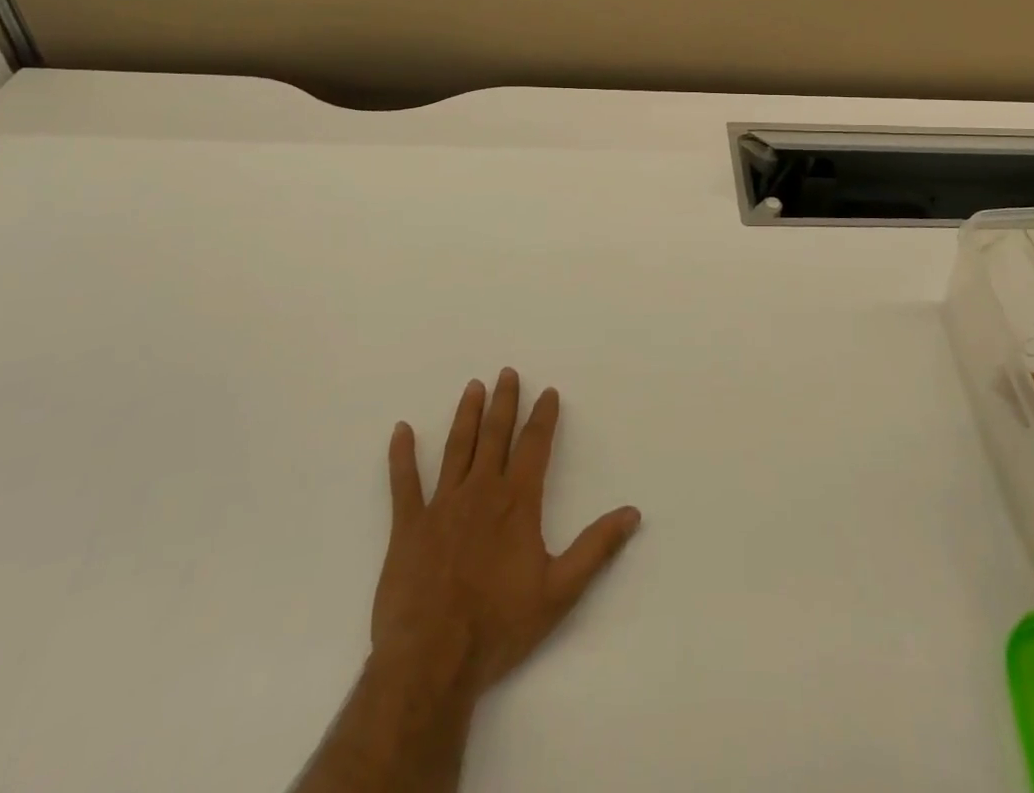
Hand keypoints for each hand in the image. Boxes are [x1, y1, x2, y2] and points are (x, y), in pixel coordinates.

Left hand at [370, 369, 641, 702]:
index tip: (549, 392)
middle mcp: (481, 491)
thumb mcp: (560, 591)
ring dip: (467, 415)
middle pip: (495, 435)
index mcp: (517, 502)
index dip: (543, 417)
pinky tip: (401, 430)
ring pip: (457, 448)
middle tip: (507, 372)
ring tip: (473, 387)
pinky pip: (403, 483)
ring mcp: (441, 505)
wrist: (431, 660)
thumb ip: (597, 548)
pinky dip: (402, 455)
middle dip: (504, 402)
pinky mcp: (408, 526)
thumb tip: (632, 513)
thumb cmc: (499, 625)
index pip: (534, 445)